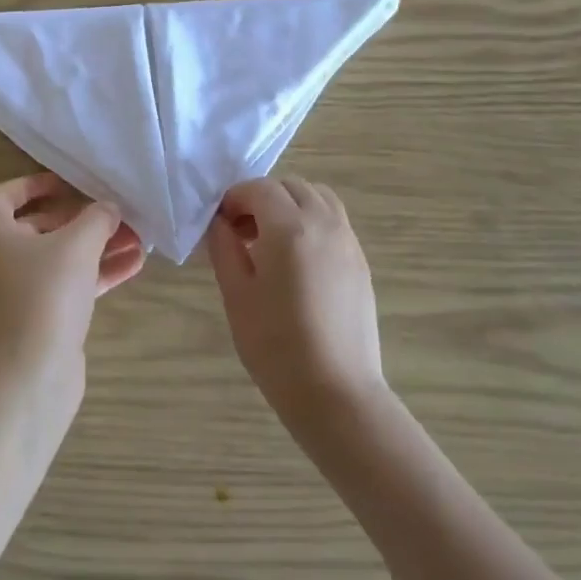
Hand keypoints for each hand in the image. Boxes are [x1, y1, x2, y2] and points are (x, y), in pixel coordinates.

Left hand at [0, 173, 143, 373]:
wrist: (30, 375)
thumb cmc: (46, 293)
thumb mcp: (78, 244)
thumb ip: (96, 218)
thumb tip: (108, 208)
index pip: (2, 197)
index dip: (33, 185)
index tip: (67, 184)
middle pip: (38, 230)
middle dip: (80, 221)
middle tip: (114, 216)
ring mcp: (13, 298)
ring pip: (56, 263)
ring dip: (95, 250)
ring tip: (136, 241)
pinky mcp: (34, 325)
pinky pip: (64, 291)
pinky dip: (94, 278)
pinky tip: (132, 268)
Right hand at [206, 177, 384, 423]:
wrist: (336, 393)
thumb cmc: (276, 346)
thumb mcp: (236, 294)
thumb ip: (224, 247)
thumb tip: (220, 222)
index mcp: (289, 227)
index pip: (259, 188)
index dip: (234, 198)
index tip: (220, 224)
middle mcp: (324, 223)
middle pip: (291, 186)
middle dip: (262, 198)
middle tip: (242, 231)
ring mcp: (348, 242)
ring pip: (318, 198)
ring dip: (290, 205)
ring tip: (270, 241)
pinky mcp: (360, 262)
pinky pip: (334, 222)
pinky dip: (311, 222)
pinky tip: (296, 261)